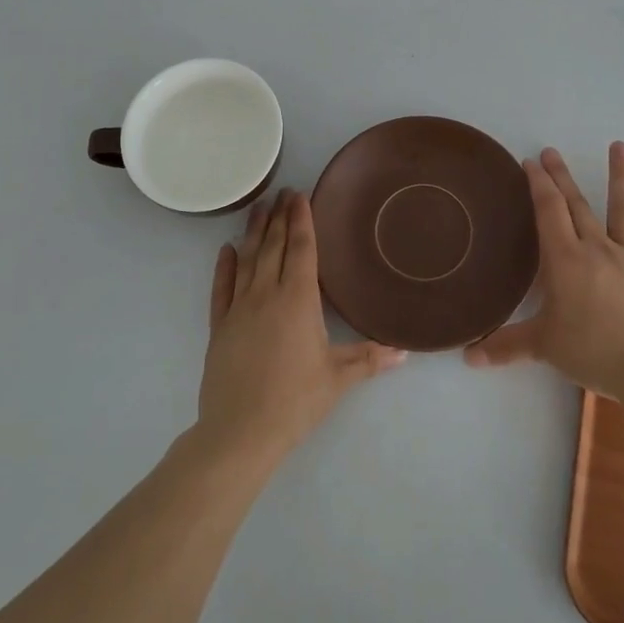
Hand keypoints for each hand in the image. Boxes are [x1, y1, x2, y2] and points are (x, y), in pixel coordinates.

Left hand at [197, 189, 406, 465]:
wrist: (240, 431)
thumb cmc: (295, 401)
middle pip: (272, 246)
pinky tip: (226, 249)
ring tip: (258, 208)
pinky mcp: (219, 326)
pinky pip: (221, 288)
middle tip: (282, 192)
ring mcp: (238, 308)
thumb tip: (404, 351)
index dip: (301, 220)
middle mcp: (266, 294)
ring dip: (253, 232)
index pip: (300, 249)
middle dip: (278, 217)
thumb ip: (369, 359)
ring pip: (247, 260)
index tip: (300, 195)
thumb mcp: (337, 379)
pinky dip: (224, 266)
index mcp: (297, 300)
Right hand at [464, 143, 623, 403]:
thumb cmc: (593, 352)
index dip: (538, 184)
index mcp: (565, 261)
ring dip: (620, 176)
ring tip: (619, 145)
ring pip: (623, 210)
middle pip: (577, 205)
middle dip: (562, 177)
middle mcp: (596, 250)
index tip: (530, 162)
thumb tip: (467, 358)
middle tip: (552, 151)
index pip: (548, 211)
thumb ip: (505, 347)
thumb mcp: (543, 348)